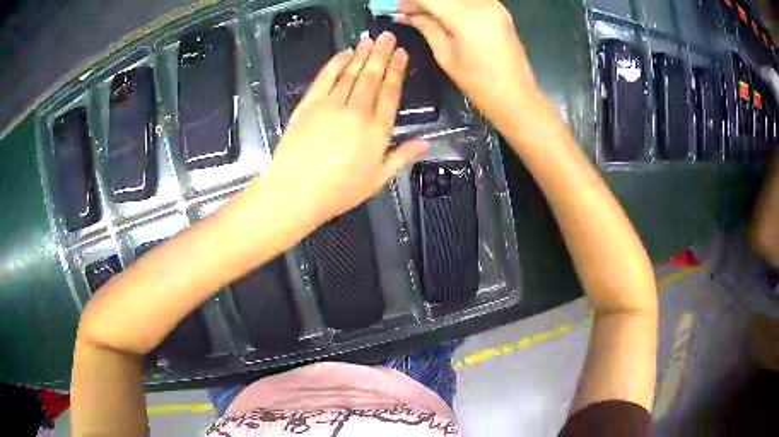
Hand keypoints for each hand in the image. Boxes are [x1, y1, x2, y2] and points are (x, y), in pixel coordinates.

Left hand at [261, 32, 428, 223]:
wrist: (297, 192)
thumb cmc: (340, 190)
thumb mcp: (378, 179)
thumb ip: (402, 157)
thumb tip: (427, 142)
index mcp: (378, 129)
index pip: (390, 91)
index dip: (397, 70)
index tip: (402, 53)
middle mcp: (358, 110)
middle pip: (372, 76)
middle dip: (382, 53)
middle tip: (387, 36)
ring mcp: (332, 104)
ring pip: (351, 72)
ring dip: (361, 54)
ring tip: (370, 39)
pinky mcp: (309, 104)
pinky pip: (325, 77)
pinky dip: (335, 63)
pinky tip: (344, 53)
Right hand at [397, 0, 539, 125]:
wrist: (516, 96)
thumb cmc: (479, 83)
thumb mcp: (446, 56)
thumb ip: (427, 28)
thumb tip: (409, 15)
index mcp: (466, 17)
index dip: (412, 2)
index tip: (400, 10)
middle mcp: (483, 5)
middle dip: (426, 1)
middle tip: (413, 12)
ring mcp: (496, 6)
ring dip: (443, 2)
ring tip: (430, 14)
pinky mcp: (503, 12)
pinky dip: (458, 3)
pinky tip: (450, 14)